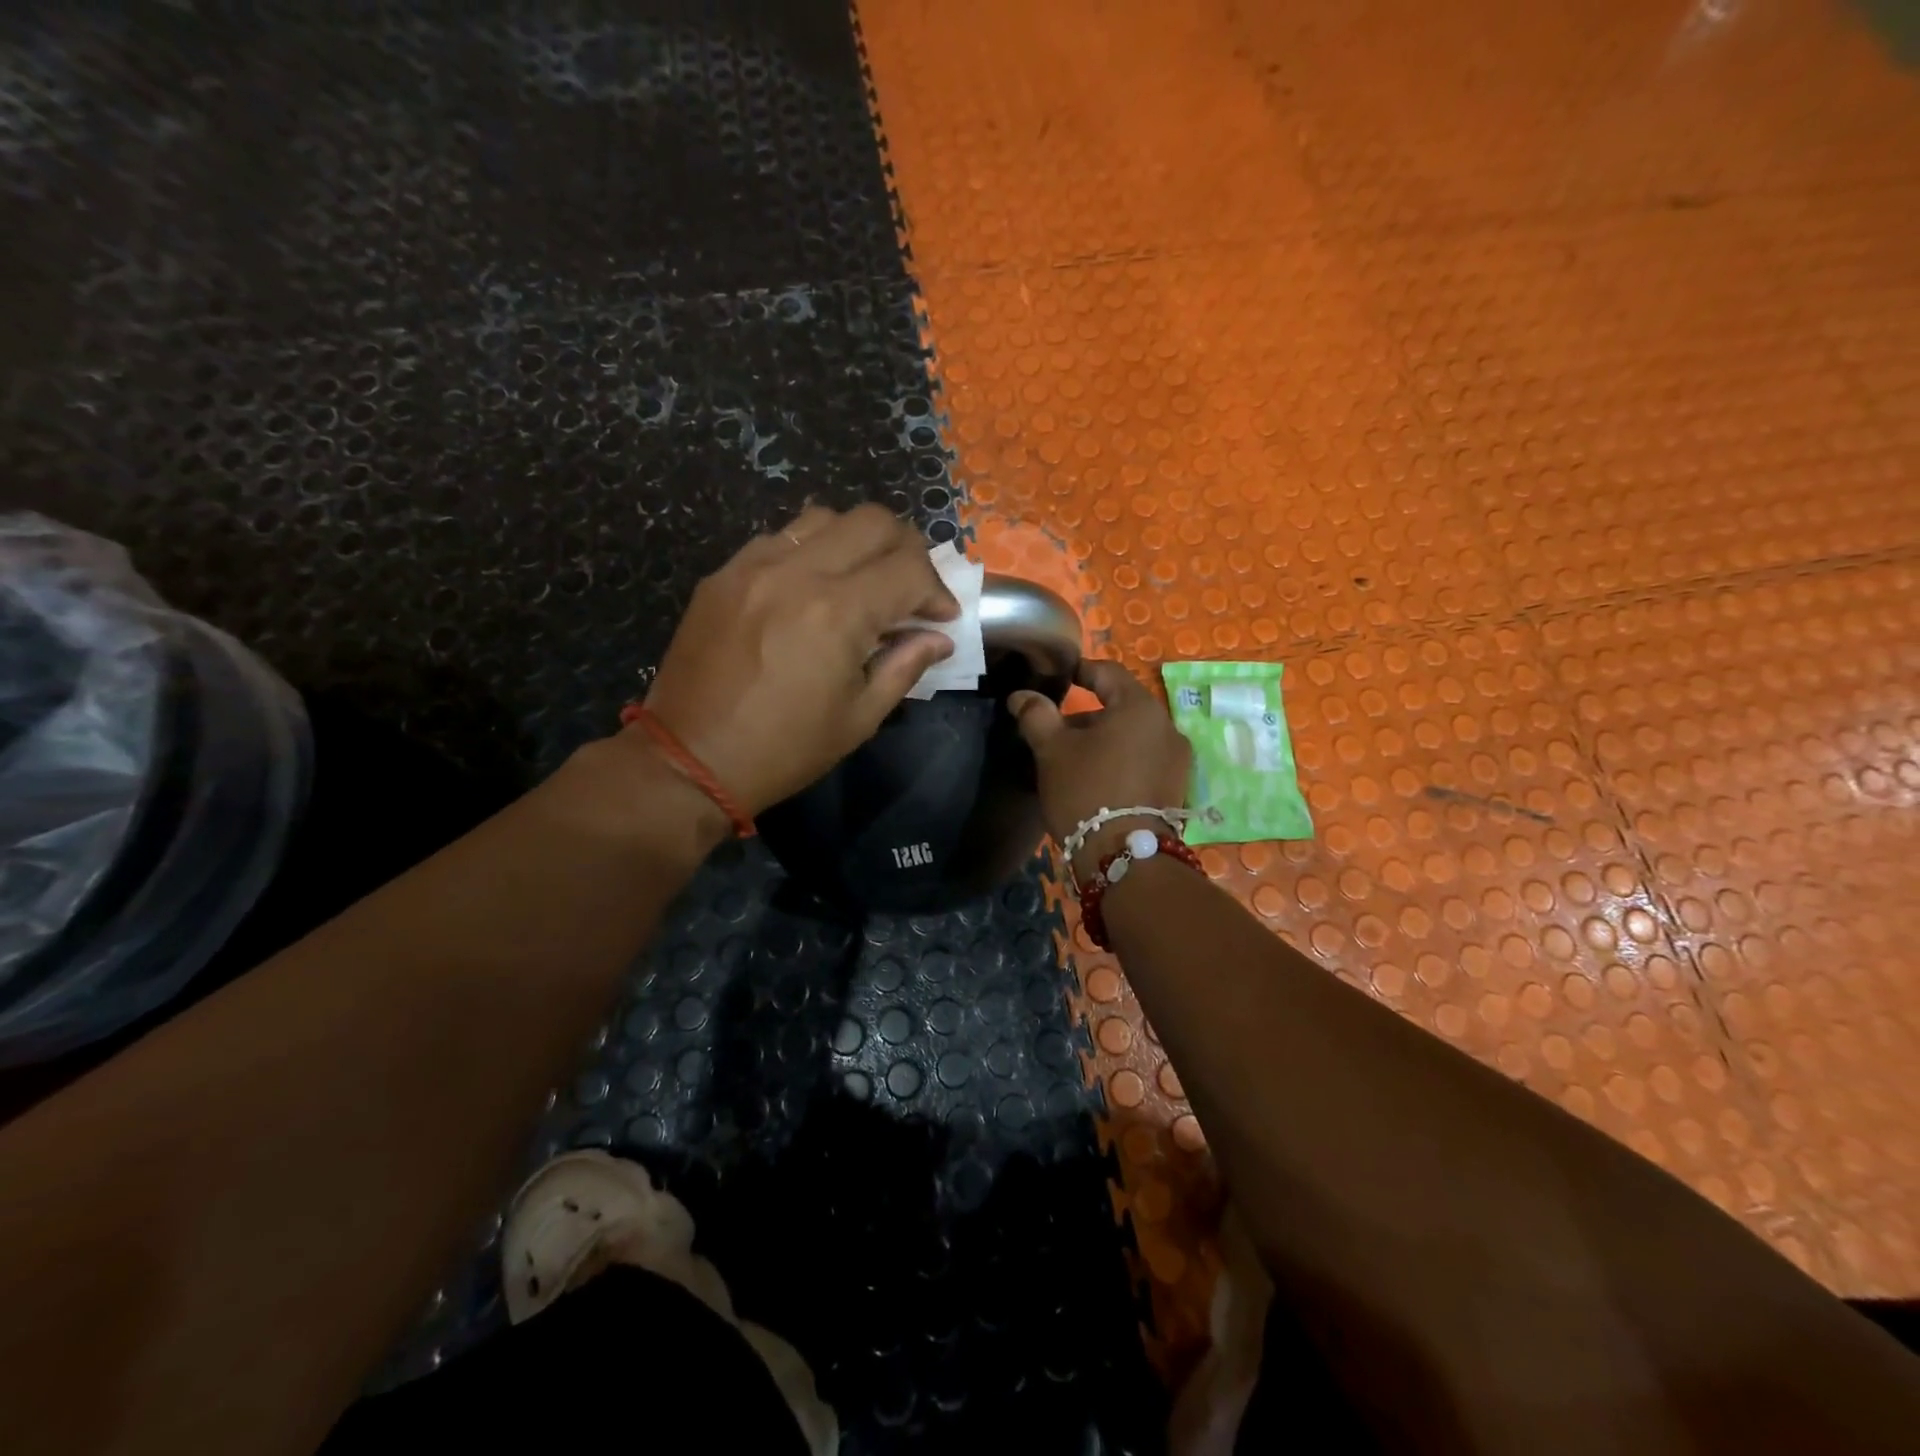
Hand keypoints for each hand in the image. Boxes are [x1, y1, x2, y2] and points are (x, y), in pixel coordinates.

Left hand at [641, 504, 957, 814]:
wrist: (689, 759)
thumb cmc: (784, 749)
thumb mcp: (859, 718)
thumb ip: (905, 666)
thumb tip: (938, 638)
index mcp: (838, 613)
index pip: (909, 569)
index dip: (937, 590)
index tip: (941, 617)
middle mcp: (797, 572)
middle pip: (873, 521)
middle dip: (907, 550)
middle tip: (912, 587)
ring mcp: (753, 566)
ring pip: (824, 518)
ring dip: (858, 541)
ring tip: (863, 580)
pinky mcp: (723, 574)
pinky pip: (779, 538)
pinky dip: (811, 551)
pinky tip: (811, 588)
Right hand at [1007, 659, 1191, 879]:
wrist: (1125, 857)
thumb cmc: (1086, 791)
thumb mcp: (1052, 750)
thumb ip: (1036, 715)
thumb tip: (1021, 695)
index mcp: (1139, 707)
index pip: (1108, 672)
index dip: (1080, 670)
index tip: (1058, 678)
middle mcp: (1167, 726)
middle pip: (1121, 706)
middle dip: (1086, 715)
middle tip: (1055, 730)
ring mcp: (1177, 759)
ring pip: (1132, 736)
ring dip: (1103, 739)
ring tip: (1072, 760)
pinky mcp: (1176, 788)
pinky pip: (1143, 760)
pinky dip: (1120, 760)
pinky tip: (1096, 780)